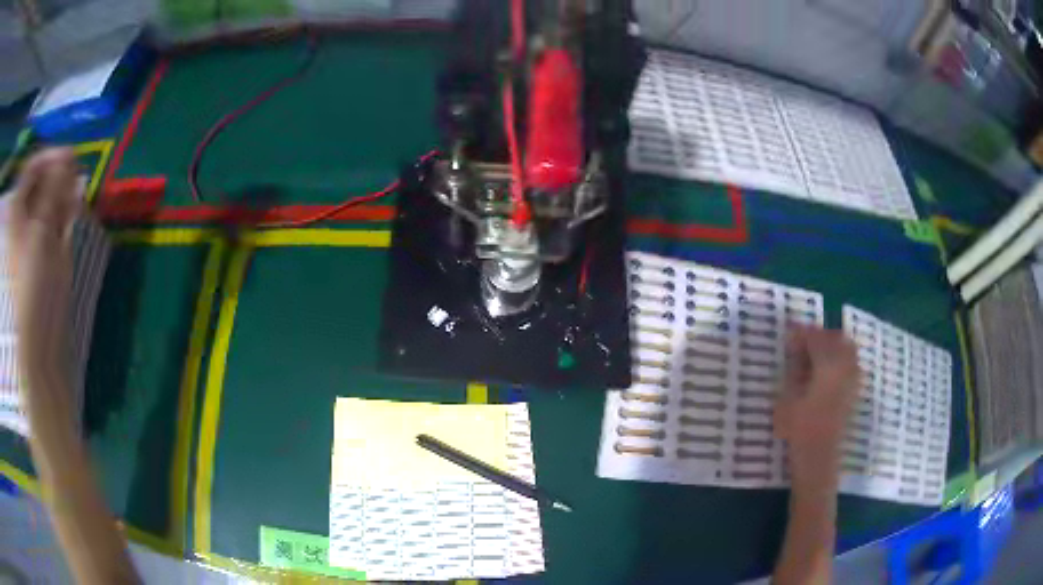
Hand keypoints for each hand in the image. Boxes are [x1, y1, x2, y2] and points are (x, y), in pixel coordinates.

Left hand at [7, 148, 80, 376]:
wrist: (41, 334)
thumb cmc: (33, 286)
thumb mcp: (40, 233)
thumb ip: (52, 191)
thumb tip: (67, 154)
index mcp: (18, 211)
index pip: (31, 167)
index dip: (48, 157)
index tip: (67, 157)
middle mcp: (26, 214)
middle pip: (42, 178)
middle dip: (59, 174)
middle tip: (75, 178)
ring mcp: (37, 228)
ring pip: (53, 194)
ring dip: (66, 191)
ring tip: (76, 199)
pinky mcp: (49, 242)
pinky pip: (59, 212)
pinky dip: (69, 207)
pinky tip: (76, 211)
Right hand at [774, 323, 860, 495]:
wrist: (819, 458)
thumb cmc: (799, 429)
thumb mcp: (789, 397)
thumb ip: (794, 367)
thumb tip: (795, 345)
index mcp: (829, 366)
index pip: (816, 337)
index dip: (802, 332)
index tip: (789, 332)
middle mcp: (846, 367)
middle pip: (836, 338)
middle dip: (819, 336)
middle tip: (802, 344)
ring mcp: (854, 378)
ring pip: (847, 348)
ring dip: (831, 346)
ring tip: (814, 356)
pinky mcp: (855, 390)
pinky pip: (851, 363)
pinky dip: (840, 359)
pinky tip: (826, 371)